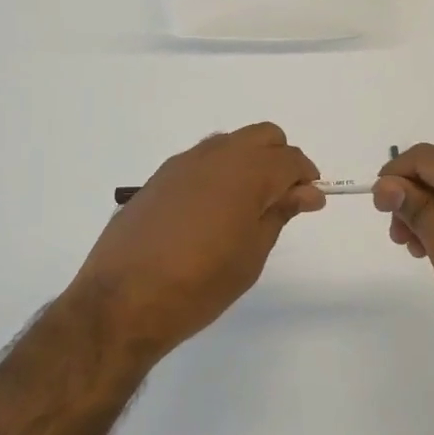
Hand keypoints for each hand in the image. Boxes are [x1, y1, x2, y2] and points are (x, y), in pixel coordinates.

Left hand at [72, 123, 323, 363]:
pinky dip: (219, 173)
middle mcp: (216, 155)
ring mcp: (183, 163)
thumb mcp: (251, 254)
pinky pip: (202, 160)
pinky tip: (211, 212)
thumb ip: (280, 213)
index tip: (310, 203)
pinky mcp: (160, 177)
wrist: (123, 298)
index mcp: (246, 171)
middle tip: (281, 200)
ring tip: (246, 208)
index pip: (290, 159)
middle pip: (263, 136)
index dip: (306, 178)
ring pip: (230, 143)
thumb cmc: (200, 284)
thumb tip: (307, 192)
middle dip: (280, 159)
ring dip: (248, 162)